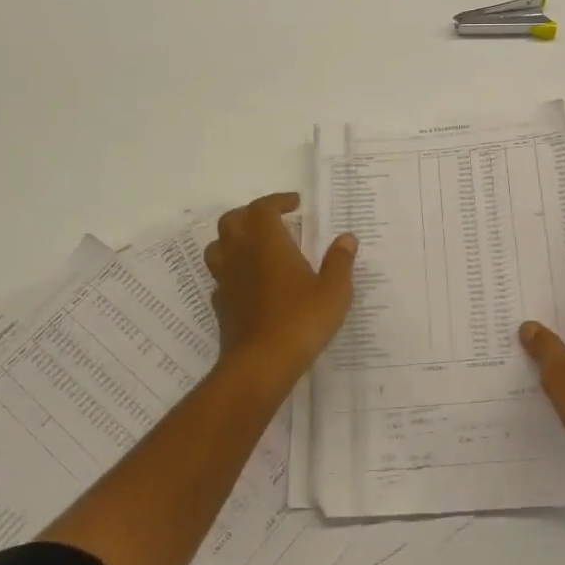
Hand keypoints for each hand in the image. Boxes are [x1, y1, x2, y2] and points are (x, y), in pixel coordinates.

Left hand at [205, 193, 356, 381]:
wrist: (261, 364)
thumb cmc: (301, 320)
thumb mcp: (334, 290)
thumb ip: (340, 261)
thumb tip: (346, 238)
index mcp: (268, 243)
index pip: (263, 207)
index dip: (277, 200)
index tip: (295, 204)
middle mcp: (241, 255)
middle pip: (232, 221)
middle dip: (250, 214)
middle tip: (272, 220)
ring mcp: (226, 280)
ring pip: (218, 247)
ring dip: (234, 240)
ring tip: (255, 247)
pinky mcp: (221, 305)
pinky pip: (220, 278)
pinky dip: (233, 272)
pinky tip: (249, 283)